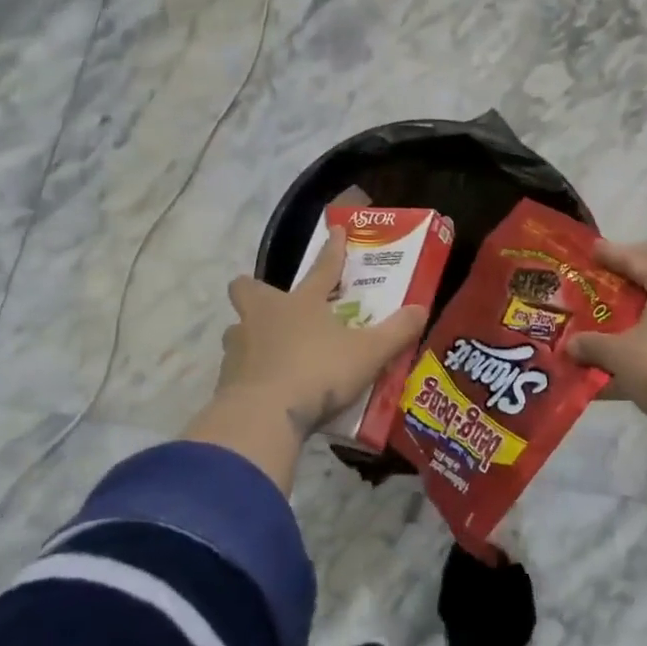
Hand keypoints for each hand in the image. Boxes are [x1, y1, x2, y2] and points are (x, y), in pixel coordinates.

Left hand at [215, 228, 427, 437]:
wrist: (263, 416)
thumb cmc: (318, 373)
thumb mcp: (368, 354)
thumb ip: (396, 332)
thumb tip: (421, 308)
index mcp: (302, 303)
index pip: (323, 268)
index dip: (333, 249)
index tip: (335, 230)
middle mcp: (264, 316)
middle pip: (248, 289)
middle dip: (255, 290)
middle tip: (273, 303)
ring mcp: (239, 346)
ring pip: (238, 329)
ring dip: (250, 334)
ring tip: (268, 350)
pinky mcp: (225, 379)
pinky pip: (236, 368)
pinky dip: (248, 374)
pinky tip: (264, 387)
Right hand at [566, 241, 646, 459]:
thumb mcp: (618, 354)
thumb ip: (591, 344)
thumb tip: (570, 345)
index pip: (635, 257)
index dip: (610, 253)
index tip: (590, 249)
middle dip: (633, 268)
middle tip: (607, 272)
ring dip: (643, 299)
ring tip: (615, 306)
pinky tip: (631, 342)